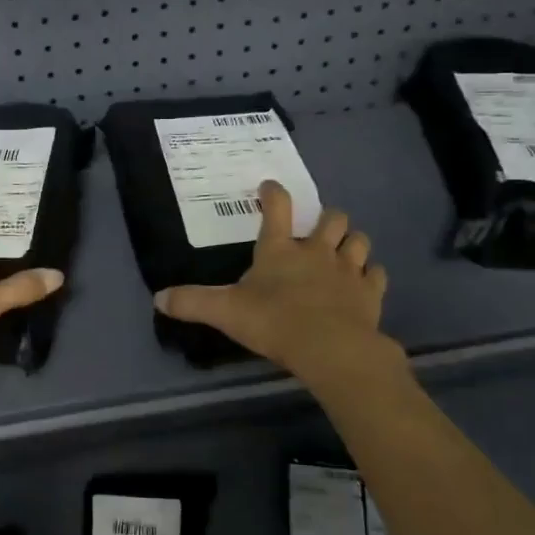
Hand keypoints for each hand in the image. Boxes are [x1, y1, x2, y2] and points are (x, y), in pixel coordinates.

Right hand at [154, 181, 389, 382]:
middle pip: (331, 218)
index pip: (276, 207)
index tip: (269, 186)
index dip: (273, 193)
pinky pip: (376, 274)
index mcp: (280, 249)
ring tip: (344, 251)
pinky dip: (371, 275)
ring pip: (359, 240)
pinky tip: (364, 283)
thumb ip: (192, 303)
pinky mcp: (370, 292)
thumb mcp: (225, 312)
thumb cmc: (274, 322)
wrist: (330, 348)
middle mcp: (316, 251)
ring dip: (352, 242)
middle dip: (326, 218)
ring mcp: (348, 269)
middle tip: (317, 230)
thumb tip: (158, 298)